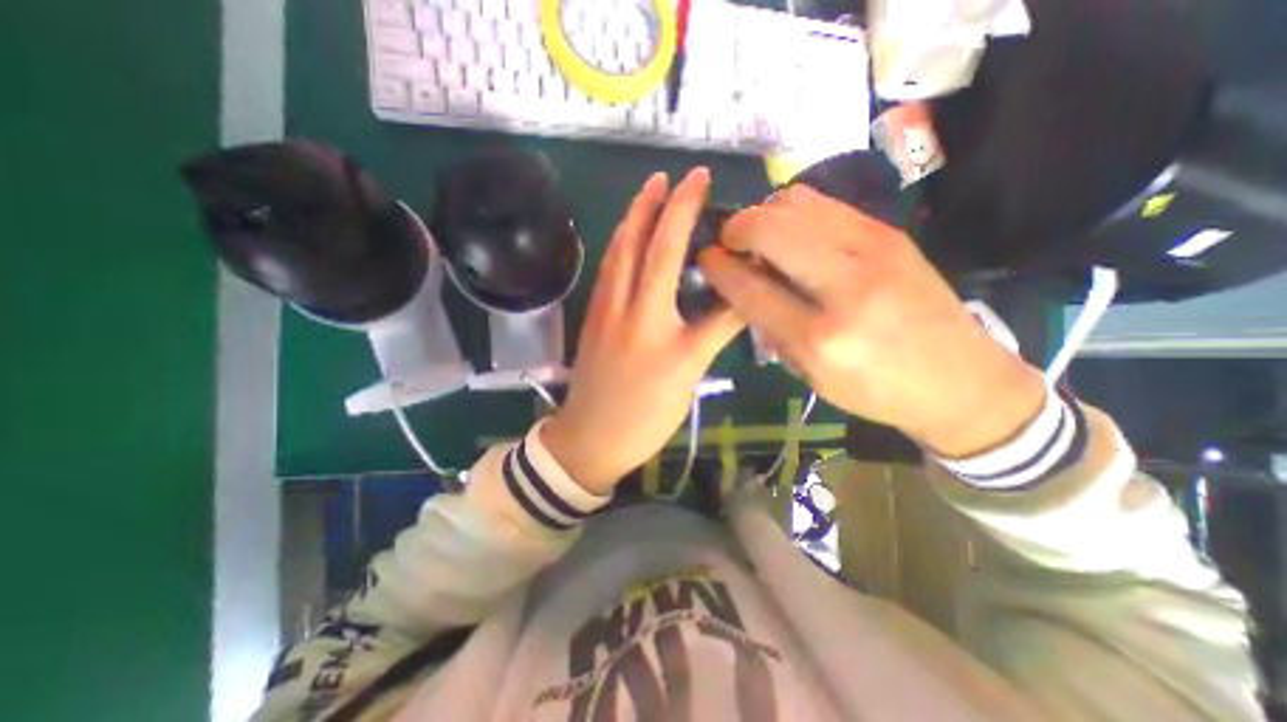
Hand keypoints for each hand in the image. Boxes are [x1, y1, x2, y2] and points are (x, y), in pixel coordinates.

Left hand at [542, 169, 744, 496]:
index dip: (689, 213)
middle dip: (654, 203)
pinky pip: (606, 272)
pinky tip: (626, 240)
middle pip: (637, 243)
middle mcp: (624, 306)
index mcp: (653, 320)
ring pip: (614, 254)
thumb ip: (715, 332)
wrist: (591, 438)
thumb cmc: (645, 415)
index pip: (674, 254)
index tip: (701, 181)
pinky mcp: (593, 319)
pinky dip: (618, 246)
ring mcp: (603, 310)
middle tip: (668, 175)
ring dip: (631, 218)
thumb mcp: (689, 376)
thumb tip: (742, 297)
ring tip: (646, 194)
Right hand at [701, 186, 1049, 457]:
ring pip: (797, 203)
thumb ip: (770, 327)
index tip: (706, 259)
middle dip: (736, 228)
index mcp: (819, 339)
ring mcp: (875, 251)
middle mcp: (846, 288)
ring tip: (762, 237)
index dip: (718, 268)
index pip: (749, 288)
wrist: (961, 381)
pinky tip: (795, 234)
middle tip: (730, 242)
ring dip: (766, 215)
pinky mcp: (891, 233)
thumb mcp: (810, 375)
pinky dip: (796, 212)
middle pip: (770, 229)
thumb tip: (741, 283)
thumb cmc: (875, 390)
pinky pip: (826, 205)